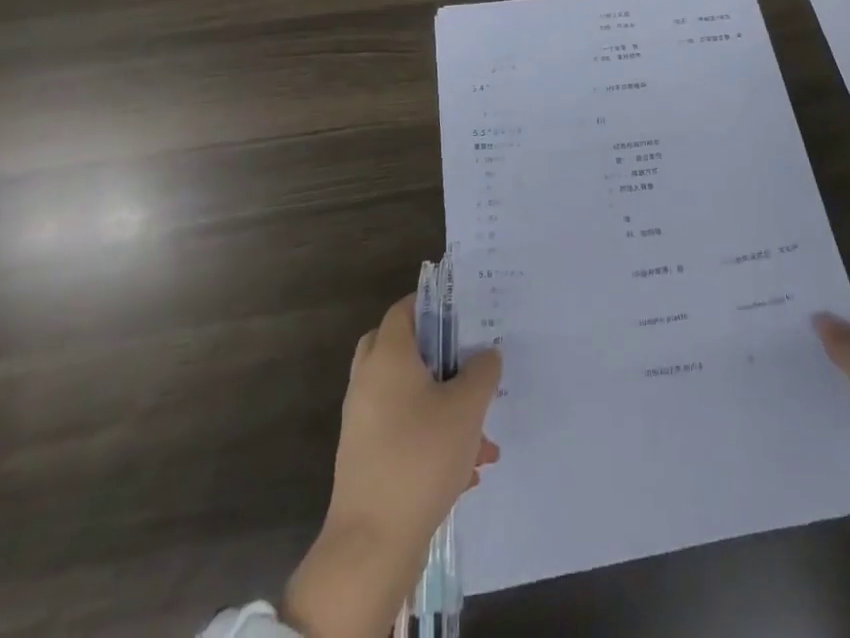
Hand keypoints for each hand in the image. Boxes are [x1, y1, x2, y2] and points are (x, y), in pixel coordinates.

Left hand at [284, 294, 500, 637]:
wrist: (372, 544)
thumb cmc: (420, 457)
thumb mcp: (467, 407)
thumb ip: (482, 371)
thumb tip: (486, 354)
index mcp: (388, 356)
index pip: (405, 308)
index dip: (434, 305)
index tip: (464, 314)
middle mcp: (369, 381)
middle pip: (399, 348)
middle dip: (436, 355)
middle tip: (466, 362)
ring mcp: (363, 422)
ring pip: (407, 395)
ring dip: (443, 406)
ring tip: (483, 435)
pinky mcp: (366, 458)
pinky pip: (403, 431)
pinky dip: (431, 438)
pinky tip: (467, 469)